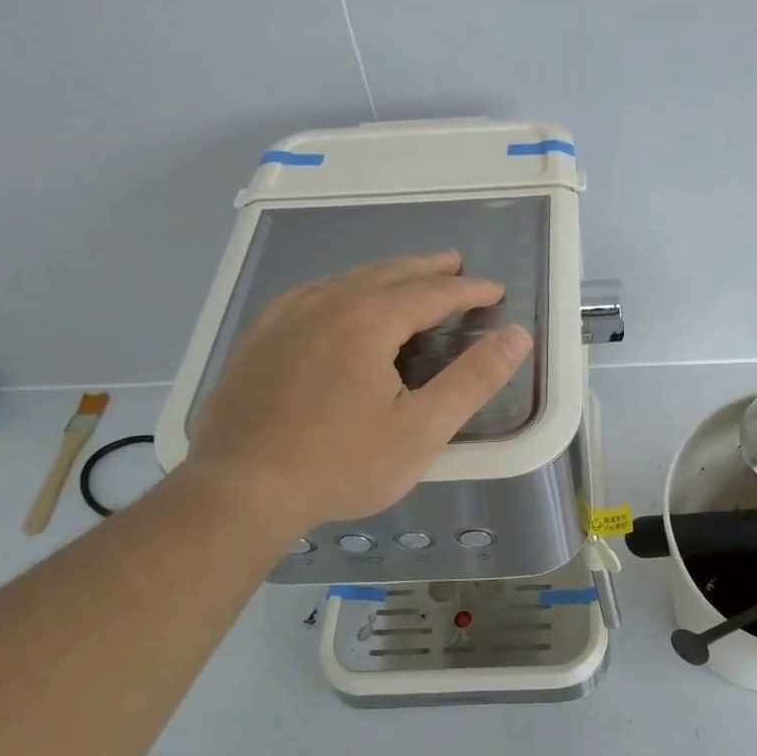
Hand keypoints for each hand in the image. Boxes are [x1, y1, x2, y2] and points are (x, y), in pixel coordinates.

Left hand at [182, 251, 530, 530]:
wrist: (240, 489)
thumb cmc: (341, 464)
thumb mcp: (421, 430)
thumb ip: (473, 380)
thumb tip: (516, 336)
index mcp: (369, 320)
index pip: (433, 292)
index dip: (469, 289)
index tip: (495, 290)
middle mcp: (327, 303)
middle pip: (389, 273)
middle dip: (429, 269)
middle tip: (456, 265)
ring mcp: (286, 316)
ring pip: (348, 279)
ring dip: (387, 274)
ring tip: (409, 276)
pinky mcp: (260, 336)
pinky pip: (312, 294)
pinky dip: (343, 287)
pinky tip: (341, 298)